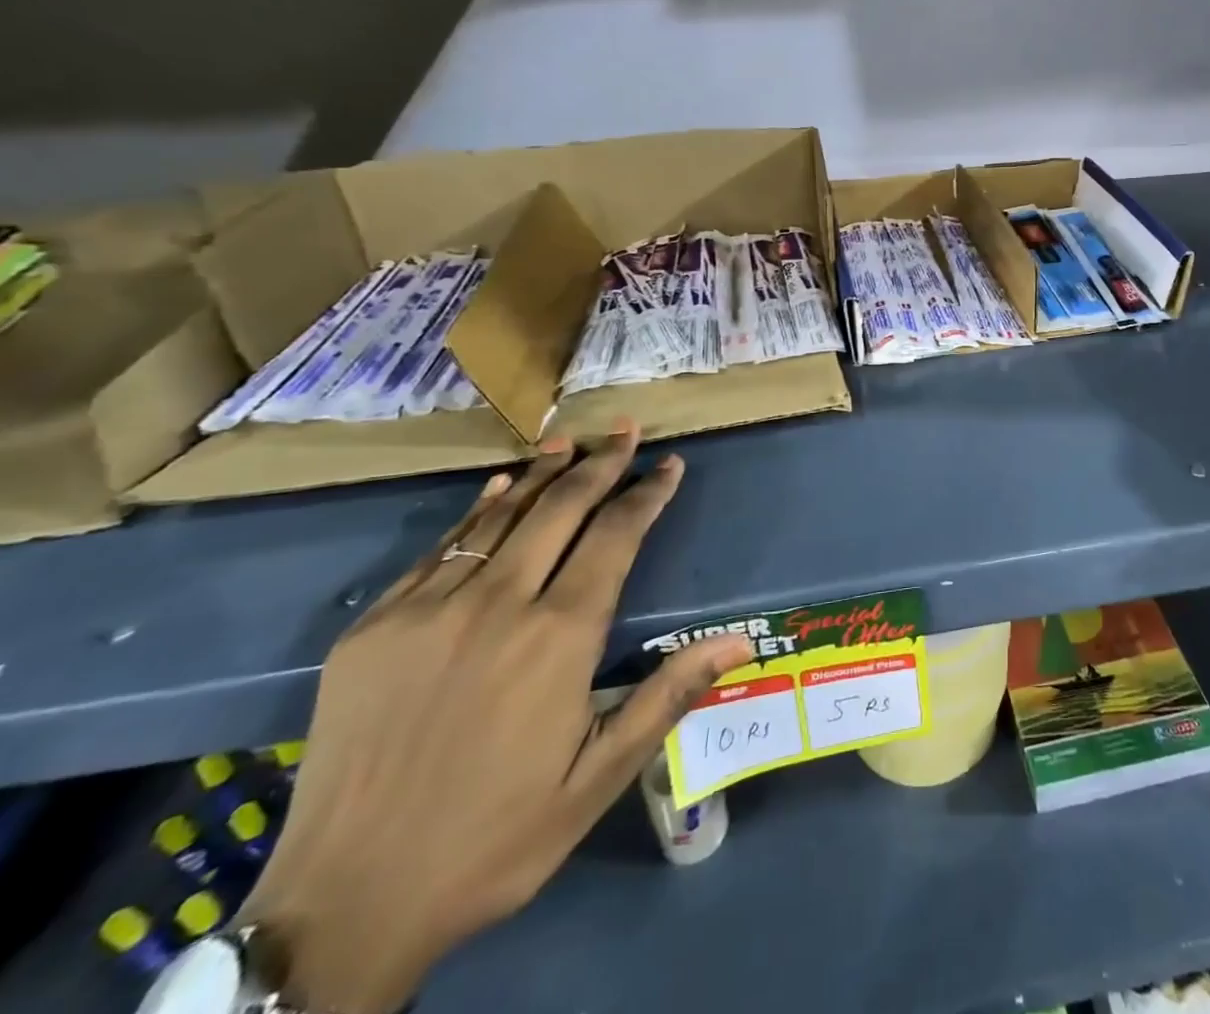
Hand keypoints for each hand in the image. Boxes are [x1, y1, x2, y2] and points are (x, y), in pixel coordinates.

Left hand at [235, 426, 751, 1013]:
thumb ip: (667, 695)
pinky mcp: (374, 628)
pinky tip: (498, 489)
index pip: (616, 537)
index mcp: (559, 638)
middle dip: (601, 463)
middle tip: (627, 429)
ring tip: (571, 440)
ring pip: (500, 517)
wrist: (342, 907)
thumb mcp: (598, 779)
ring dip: (542, 474)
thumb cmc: (494, 840)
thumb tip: (740, 641)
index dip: (647, 494)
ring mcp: (428, 611)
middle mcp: (498, 605)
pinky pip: (440, 550)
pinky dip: (477, 512)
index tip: (669, 464)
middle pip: (561, 509)